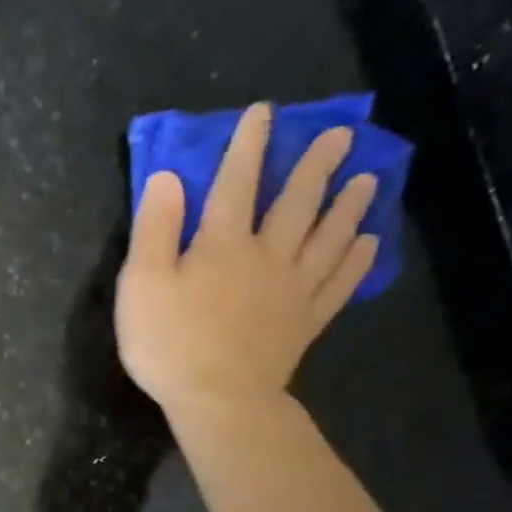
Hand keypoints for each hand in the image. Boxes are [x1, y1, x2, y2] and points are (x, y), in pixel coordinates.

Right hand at [115, 103, 378, 415]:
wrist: (218, 399)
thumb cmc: (169, 343)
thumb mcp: (142, 285)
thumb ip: (155, 230)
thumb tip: (168, 179)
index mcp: (223, 244)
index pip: (236, 183)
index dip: (247, 146)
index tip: (263, 113)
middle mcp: (267, 256)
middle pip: (296, 202)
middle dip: (315, 165)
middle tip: (341, 135)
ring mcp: (293, 289)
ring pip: (328, 236)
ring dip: (349, 204)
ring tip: (368, 178)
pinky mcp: (305, 322)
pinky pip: (339, 283)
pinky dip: (357, 260)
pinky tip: (368, 243)